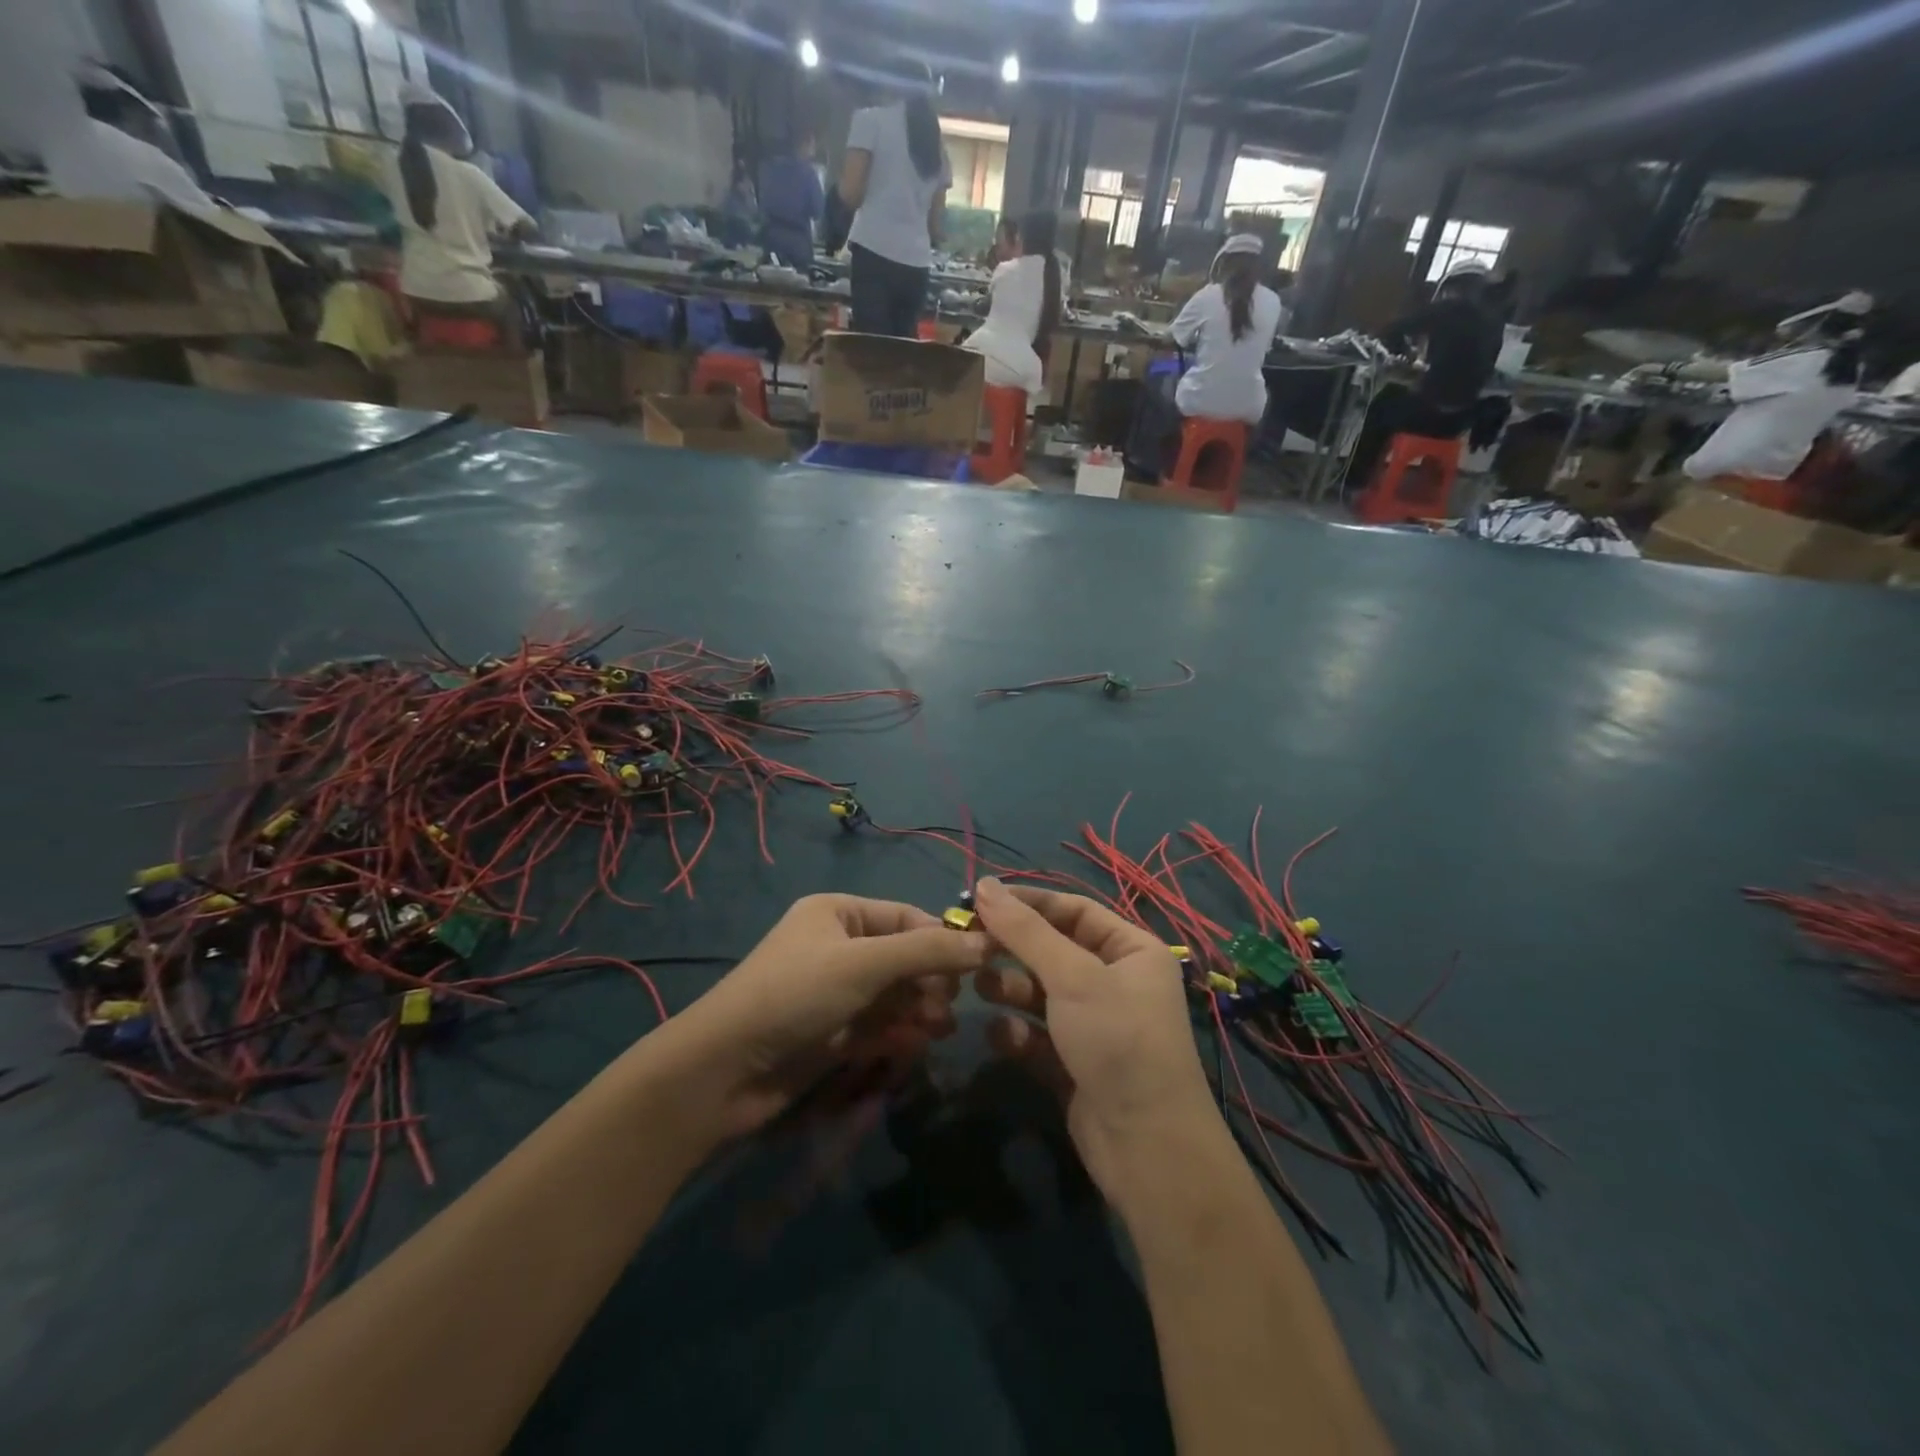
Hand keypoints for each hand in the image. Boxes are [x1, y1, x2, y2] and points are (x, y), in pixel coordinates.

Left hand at [664, 894, 988, 1137]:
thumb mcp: (865, 962)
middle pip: (903, 958)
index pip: (907, 917)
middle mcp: (838, 947)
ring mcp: (834, 992)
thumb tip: (987, 942)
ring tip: (939, 1030)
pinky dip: (898, 1034)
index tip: (981, 965)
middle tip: (952, 1008)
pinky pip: (878, 1026)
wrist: (725, 1070)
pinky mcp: (831, 1033)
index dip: (943, 938)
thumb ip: (928, 950)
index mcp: (838, 913)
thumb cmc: (797, 994)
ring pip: (894, 996)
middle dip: (931, 981)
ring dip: (919, 1010)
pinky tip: (914, 1046)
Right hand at [971, 878, 1220, 1194]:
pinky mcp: (1074, 1062)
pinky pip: (1038, 1034)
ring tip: (981, 988)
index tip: (980, 901)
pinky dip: (1018, 1032)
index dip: (1028, 903)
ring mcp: (1095, 1024)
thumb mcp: (1071, 976)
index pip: (1073, 910)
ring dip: (1010, 988)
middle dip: (1014, 950)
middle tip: (970, 946)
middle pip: (1053, 950)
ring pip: (1041, 992)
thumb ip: (1025, 930)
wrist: (1146, 1148)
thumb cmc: (1116, 1040)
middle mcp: (1116, 981)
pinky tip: (1001, 1037)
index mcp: (1131, 950)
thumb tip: (985, 884)